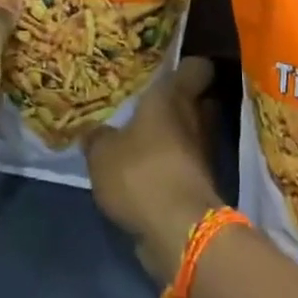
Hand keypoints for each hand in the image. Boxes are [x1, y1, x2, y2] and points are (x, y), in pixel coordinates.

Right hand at [85, 56, 223, 283]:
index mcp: (175, 95)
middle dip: (183, 103)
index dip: (187, 67)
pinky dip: (176, 168)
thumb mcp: (102, 154)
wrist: (179, 230)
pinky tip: (151, 173)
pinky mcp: (204, 185)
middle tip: (154, 107)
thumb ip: (97, 138)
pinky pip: (190, 166)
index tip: (171, 69)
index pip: (198, 67)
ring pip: (195, 135)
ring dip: (178, 139)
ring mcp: (205, 153)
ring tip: (149, 142)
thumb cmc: (141, 172)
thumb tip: (92, 131)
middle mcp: (197, 117)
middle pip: (200, 100)